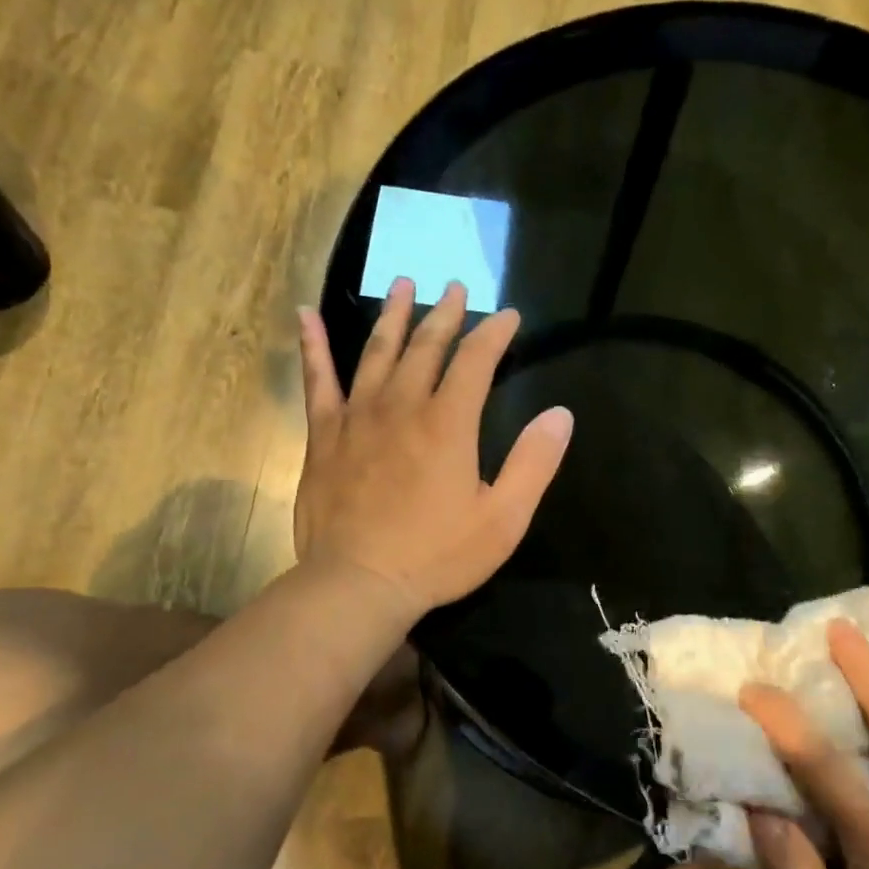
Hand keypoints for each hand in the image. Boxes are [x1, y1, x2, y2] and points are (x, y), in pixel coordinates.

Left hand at [293, 279, 572, 622]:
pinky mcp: (324, 435)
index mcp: (449, 423)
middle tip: (455, 287)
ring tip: (403, 284)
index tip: (509, 317)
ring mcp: (358, 417)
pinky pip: (318, 380)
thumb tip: (561, 414)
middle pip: (426, 346)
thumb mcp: (504, 518)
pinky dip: (313, 346)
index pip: (476, 360)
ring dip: (393, 315)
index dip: (495, 333)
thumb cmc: (437, 556)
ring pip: (377, 351)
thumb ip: (534, 463)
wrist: (358, 584)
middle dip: (446, 314)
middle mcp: (402, 406)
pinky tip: (307, 315)